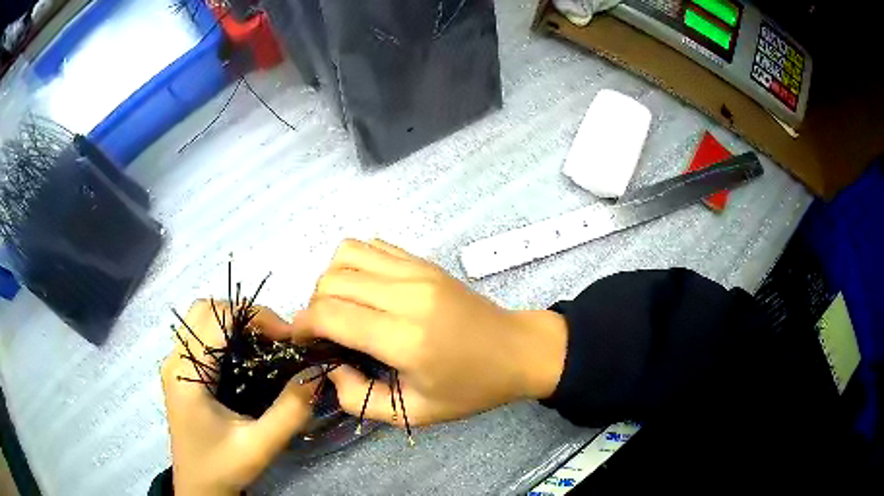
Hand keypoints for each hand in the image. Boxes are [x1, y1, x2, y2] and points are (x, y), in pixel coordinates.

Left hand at [161, 301, 314, 495]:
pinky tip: (249, 359)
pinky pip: (202, 336)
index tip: (289, 337)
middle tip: (278, 339)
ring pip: (203, 319)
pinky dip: (228, 336)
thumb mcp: (260, 445)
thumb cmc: (223, 467)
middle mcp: (175, 359)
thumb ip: (290, 411)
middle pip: (207, 309)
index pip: (217, 317)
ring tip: (267, 346)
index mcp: (186, 374)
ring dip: (237, 323)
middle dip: (246, 315)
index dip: (256, 317)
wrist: (199, 488)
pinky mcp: (181, 372)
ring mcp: (175, 364)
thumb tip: (317, 372)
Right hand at [292, 239, 567, 426]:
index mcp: (406, 339)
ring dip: (331, 281)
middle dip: (314, 306)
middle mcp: (408, 295)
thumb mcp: (415, 413)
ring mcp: (418, 271)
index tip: (302, 340)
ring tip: (343, 308)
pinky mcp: (424, 261)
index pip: (330, 314)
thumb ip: (360, 399)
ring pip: (346, 254)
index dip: (303, 325)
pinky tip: (365, 289)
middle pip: (332, 281)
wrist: (517, 351)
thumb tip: (329, 368)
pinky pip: (372, 245)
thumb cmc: (471, 388)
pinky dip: (354, 263)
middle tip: (325, 333)